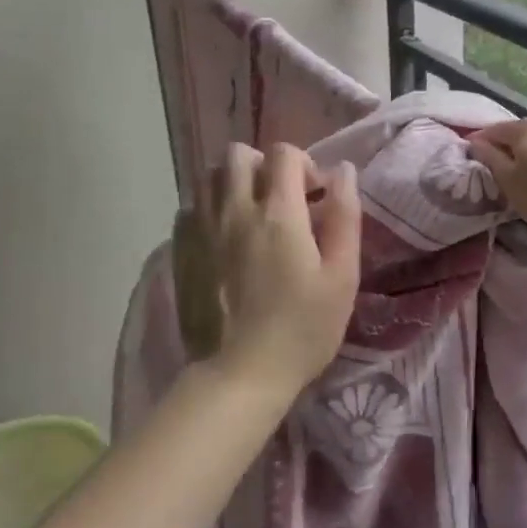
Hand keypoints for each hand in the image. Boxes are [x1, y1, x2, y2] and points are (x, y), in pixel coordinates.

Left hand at [204, 143, 360, 398]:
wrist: (241, 375)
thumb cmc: (303, 328)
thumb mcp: (342, 276)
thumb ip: (345, 217)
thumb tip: (343, 171)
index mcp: (279, 213)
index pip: (283, 153)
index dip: (304, 164)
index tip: (314, 196)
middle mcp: (235, 210)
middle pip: (238, 154)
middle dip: (264, 165)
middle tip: (281, 199)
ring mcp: (202, 230)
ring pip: (209, 177)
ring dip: (233, 183)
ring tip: (251, 214)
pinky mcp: (181, 252)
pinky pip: (190, 208)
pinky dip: (209, 209)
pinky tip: (224, 237)